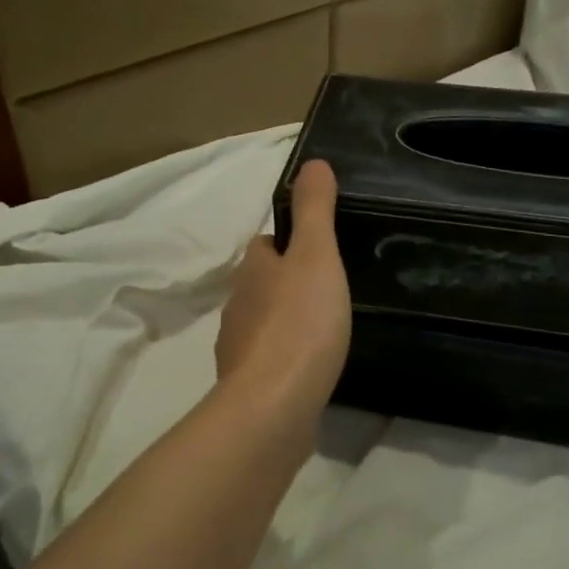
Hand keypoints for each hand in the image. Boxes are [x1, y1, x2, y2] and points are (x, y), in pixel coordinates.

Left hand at [216, 159, 351, 423]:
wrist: (274, 407)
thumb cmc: (300, 323)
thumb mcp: (316, 256)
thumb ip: (315, 210)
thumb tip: (312, 162)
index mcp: (252, 270)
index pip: (265, 245)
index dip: (290, 243)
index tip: (320, 251)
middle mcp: (238, 306)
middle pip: (263, 285)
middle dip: (289, 285)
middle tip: (331, 291)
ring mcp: (240, 349)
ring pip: (265, 323)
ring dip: (288, 322)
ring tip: (326, 330)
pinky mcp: (248, 387)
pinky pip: (270, 362)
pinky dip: (287, 360)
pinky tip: (311, 369)